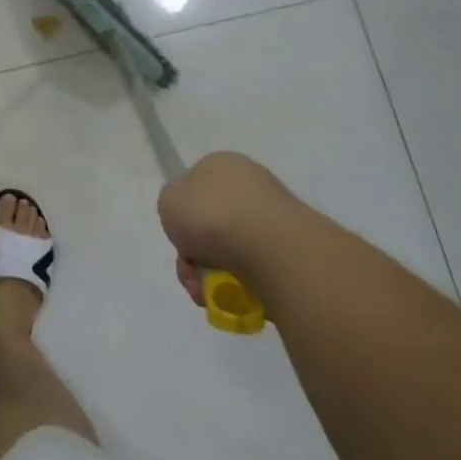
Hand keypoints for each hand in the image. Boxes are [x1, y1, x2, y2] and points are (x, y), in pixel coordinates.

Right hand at [157, 152, 314, 305]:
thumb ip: (173, 205)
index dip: (182, 215)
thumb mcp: (168, 199)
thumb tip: (191, 219)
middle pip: (210, 224)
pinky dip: (239, 286)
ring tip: (208, 291)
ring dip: (212, 274)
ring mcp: (274, 218)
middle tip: (190, 272)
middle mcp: (251, 186)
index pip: (195, 187)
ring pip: (230, 252)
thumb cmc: (212, 215)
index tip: (179, 235)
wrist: (271, 249)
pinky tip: (234, 295)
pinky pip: (255, 271)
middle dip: (195, 254)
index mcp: (222, 164)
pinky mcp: (292, 251)